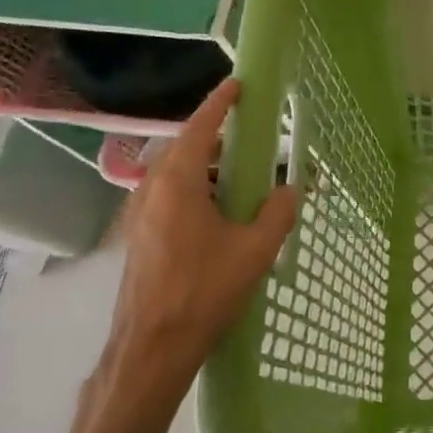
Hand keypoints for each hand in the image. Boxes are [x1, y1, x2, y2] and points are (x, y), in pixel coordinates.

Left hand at [95, 79, 296, 425]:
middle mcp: (151, 189)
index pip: (200, 128)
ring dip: (206, 169)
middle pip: (185, 149)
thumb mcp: (255, 250)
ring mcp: (140, 213)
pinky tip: (218, 214)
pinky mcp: (139, 236)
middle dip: (216, 139)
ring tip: (240, 179)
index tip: (237, 84)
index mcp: (177, 182)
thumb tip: (292, 188)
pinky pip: (170, 197)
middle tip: (250, 139)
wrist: (152, 347)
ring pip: (176, 175)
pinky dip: (195, 191)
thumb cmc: (204, 291)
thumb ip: (279, 212)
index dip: (220, 103)